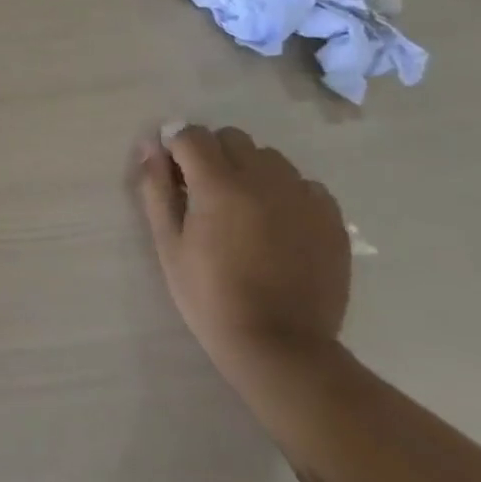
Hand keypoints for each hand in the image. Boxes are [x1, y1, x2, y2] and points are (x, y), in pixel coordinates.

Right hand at [136, 125, 350, 384]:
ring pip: (269, 157)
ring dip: (248, 169)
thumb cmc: (210, 296)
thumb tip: (150, 148)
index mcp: (219, 186)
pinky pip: (303, 183)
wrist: (281, 346)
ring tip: (241, 207)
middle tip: (202, 192)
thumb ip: (156, 189)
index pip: (192, 135)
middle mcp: (265, 180)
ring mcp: (303, 197)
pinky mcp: (331, 218)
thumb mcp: (168, 243)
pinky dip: (284, 191)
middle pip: (232, 138)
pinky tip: (275, 223)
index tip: (171, 172)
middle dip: (211, 154)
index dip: (175, 147)